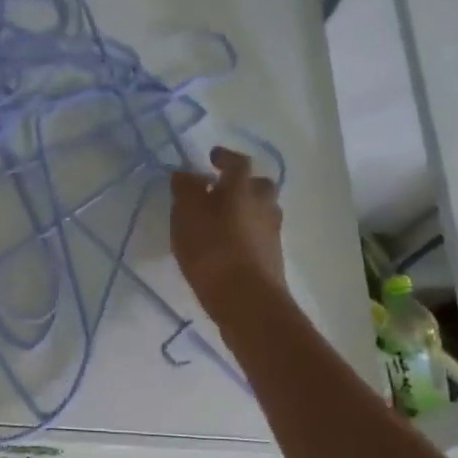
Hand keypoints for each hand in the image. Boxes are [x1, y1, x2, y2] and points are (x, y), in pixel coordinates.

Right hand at [171, 147, 287, 316]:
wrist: (247, 301)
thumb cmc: (213, 252)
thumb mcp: (187, 217)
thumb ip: (185, 191)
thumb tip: (186, 174)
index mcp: (243, 189)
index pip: (238, 163)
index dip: (225, 157)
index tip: (212, 157)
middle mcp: (264, 205)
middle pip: (258, 186)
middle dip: (241, 184)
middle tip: (221, 190)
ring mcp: (272, 232)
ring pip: (261, 211)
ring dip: (245, 210)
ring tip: (222, 221)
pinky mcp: (273, 257)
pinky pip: (259, 234)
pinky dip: (246, 232)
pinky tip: (229, 245)